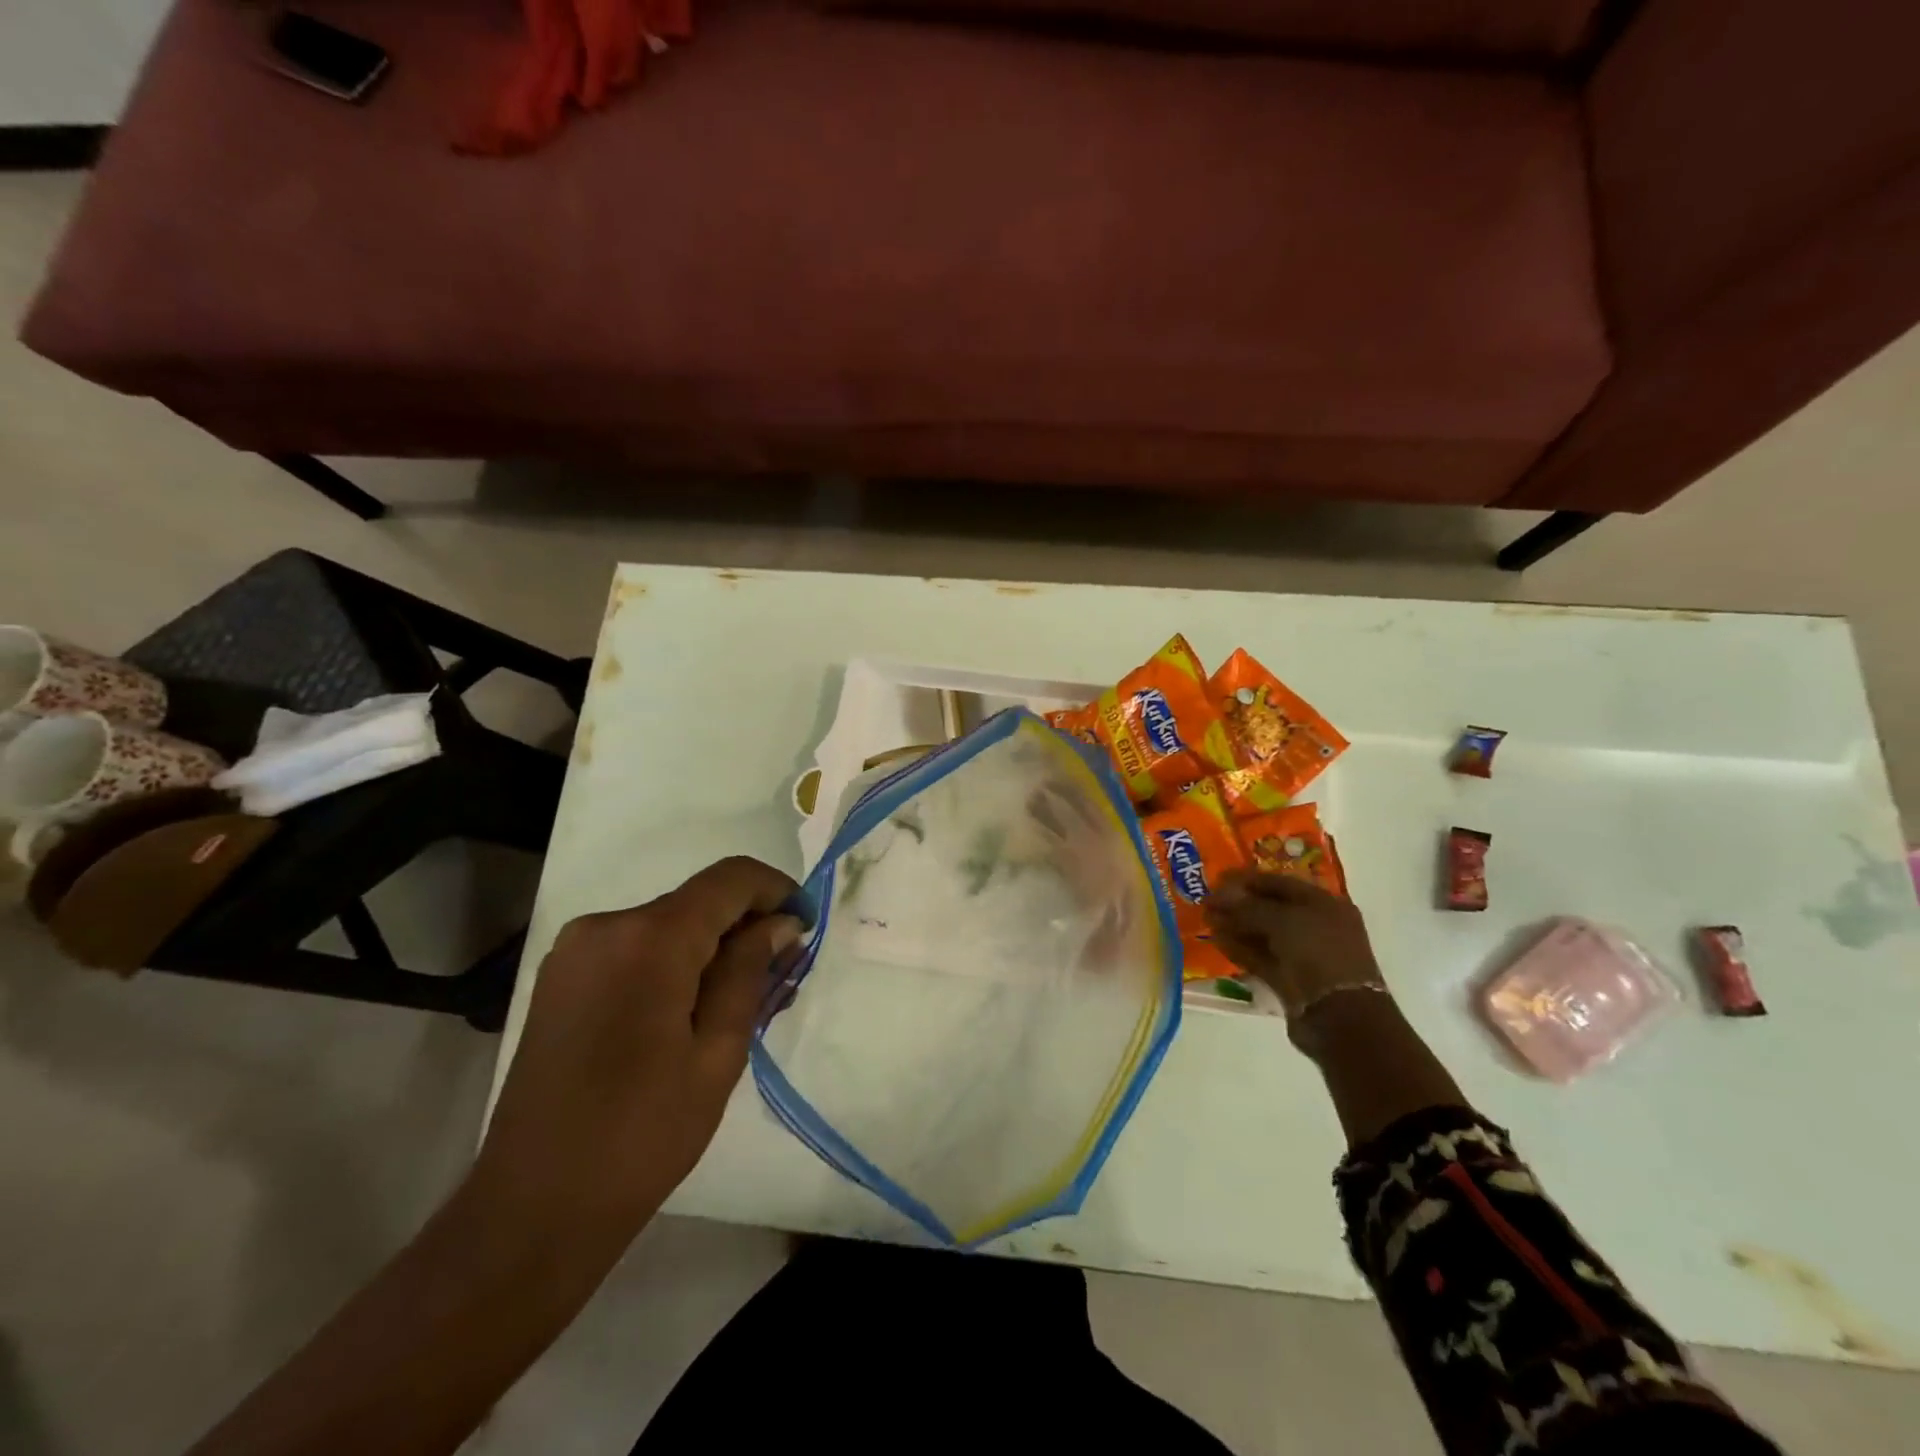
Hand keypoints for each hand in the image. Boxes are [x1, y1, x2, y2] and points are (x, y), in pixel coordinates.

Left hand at [477, 856, 801, 1240]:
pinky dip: (675, 962)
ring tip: (744, 1001)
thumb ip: (750, 972)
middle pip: (699, 900)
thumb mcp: (718, 1053)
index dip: (777, 890)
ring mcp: (576, 950)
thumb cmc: (642, 1135)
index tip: (807, 925)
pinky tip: (694, 1009)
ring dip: (712, 948)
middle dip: (747, 927)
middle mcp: (606, 925)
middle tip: (784, 976)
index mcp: (649, 939)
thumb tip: (781, 923)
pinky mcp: (562, 976)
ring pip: (669, 924)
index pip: (731, 879)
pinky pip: (636, 947)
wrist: (533, 1208)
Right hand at [1206, 872, 1387, 1042]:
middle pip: (1270, 908)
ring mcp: (1303, 954)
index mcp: (1324, 904)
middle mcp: (1316, 926)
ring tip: (1207, 920)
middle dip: (1238, 904)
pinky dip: (1240, 949)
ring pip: (1264, 934)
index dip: (1247, 879)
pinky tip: (1216, 940)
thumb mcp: (1282, 920)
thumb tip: (1218, 895)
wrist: (1339, 1015)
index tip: (1217, 879)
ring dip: (1235, 926)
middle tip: (1207, 902)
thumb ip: (1247, 906)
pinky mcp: (1290, 979)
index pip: (1280, 883)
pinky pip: (1261, 957)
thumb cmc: (1318, 953)